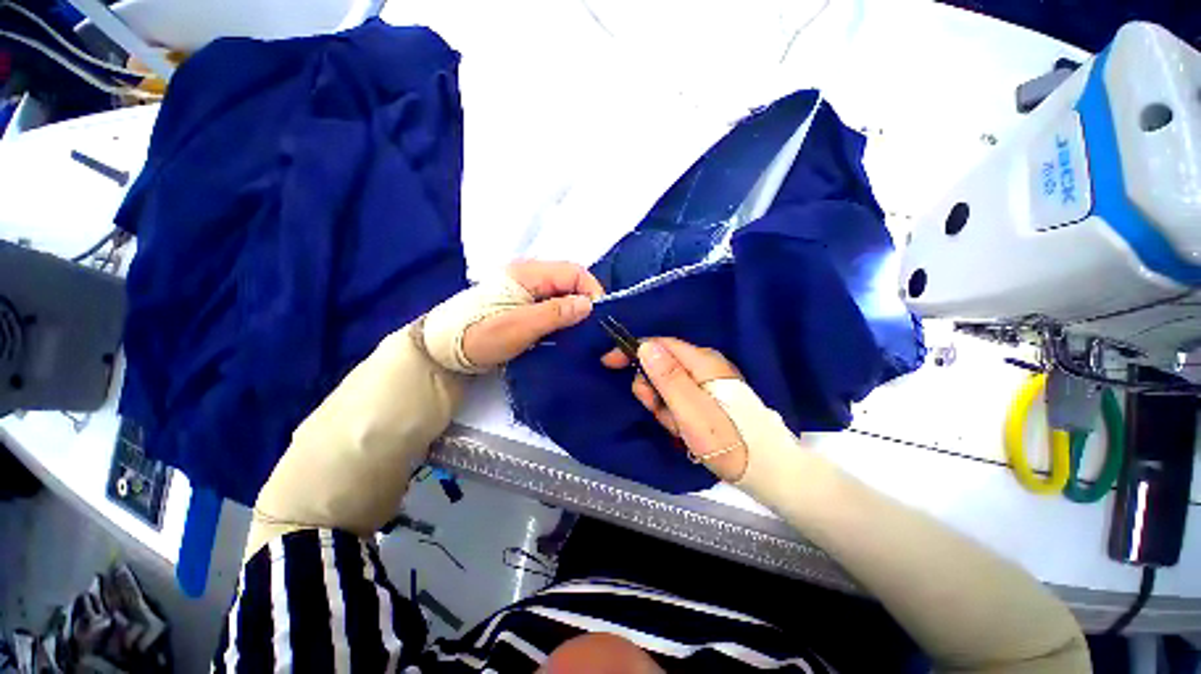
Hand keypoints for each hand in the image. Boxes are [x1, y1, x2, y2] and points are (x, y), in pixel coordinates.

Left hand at [461, 261, 603, 367]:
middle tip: (591, 328)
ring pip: (561, 294)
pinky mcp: (522, 304)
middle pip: (569, 281)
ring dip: (574, 311)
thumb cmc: (478, 335)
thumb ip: (555, 314)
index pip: (573, 271)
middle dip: (585, 301)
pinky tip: (564, 333)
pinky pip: (551, 305)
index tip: (599, 317)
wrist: (442, 350)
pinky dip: (562, 317)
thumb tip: (588, 305)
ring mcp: (525, 290)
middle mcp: (529, 276)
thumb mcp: (519, 327)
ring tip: (581, 333)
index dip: (591, 290)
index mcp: (528, 273)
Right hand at [602, 338, 747, 481]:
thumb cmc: (726, 440)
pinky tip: (684, 430)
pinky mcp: (708, 397)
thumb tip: (645, 346)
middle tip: (657, 411)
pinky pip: (678, 399)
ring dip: (664, 406)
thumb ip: (668, 378)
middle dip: (652, 388)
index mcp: (702, 362)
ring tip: (678, 427)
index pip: (660, 344)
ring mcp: (707, 382)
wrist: (765, 469)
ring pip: (668, 385)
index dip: (633, 350)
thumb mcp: (691, 411)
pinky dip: (675, 414)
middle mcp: (705, 365)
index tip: (608, 362)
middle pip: (661, 365)